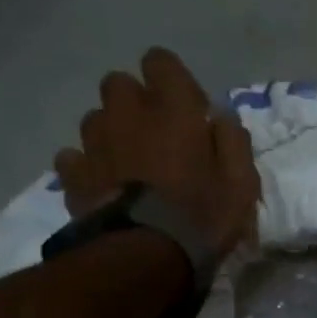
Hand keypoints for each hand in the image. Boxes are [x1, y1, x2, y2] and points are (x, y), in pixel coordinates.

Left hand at [55, 48, 261, 260]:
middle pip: (119, 84)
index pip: (160, 61)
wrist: (146, 256)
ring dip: (111, 132)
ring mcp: (94, 143)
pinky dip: (86, 165)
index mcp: (172, 108)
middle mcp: (127, 113)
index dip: (172, 81)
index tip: (188, 111)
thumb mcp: (242, 182)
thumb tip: (221, 116)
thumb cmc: (203, 216)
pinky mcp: (74, 175)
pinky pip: (73, 157)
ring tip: (129, 165)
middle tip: (155, 137)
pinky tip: (102, 185)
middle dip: (135, 103)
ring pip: (95, 119)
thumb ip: (234, 141)